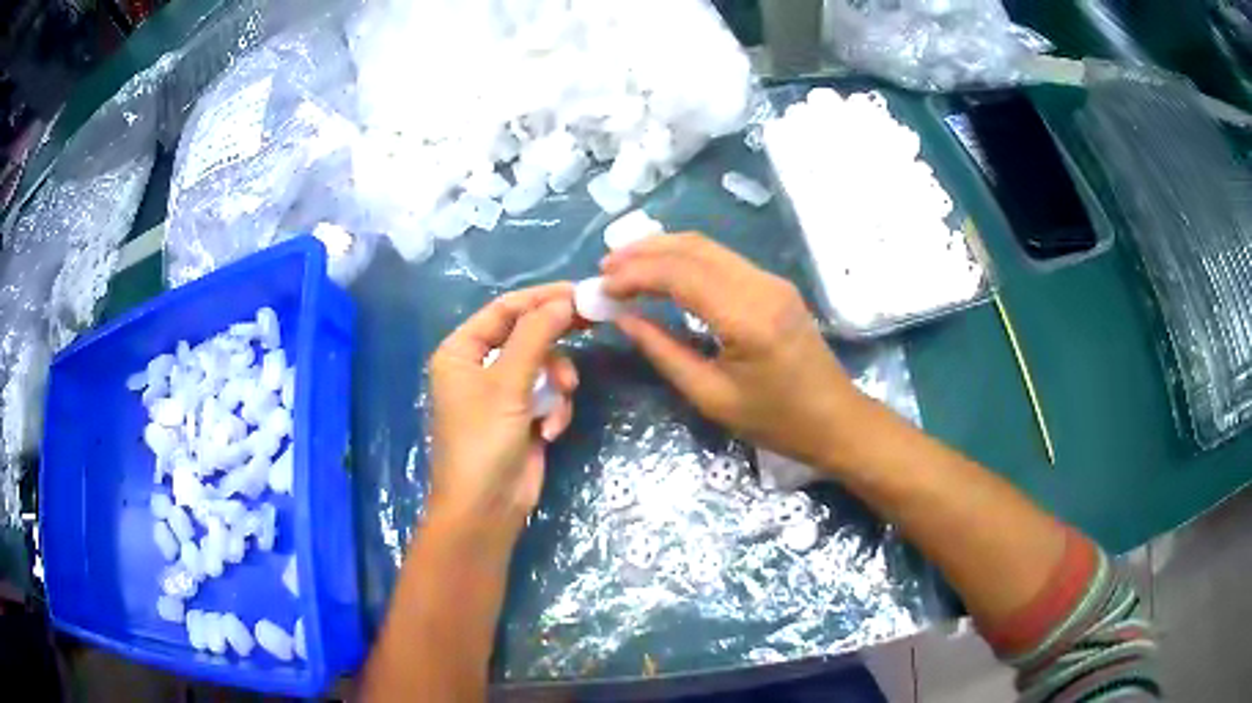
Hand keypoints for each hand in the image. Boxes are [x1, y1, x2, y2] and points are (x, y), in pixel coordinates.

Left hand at [426, 283, 578, 550]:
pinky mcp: (522, 417)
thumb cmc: (483, 440)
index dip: (541, 298)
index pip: (504, 310)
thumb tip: (564, 299)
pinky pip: (547, 396)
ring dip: (557, 382)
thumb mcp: (508, 383)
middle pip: (525, 335)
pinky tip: (549, 432)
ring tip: (561, 400)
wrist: (485, 509)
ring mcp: (501, 393)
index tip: (580, 292)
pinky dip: (554, 411)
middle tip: (594, 321)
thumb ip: (536, 336)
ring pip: (543, 366)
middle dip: (556, 337)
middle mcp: (478, 367)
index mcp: (461, 351)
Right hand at [601, 234, 870, 471]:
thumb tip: (624, 318)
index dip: (636, 275)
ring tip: (624, 265)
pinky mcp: (774, 284)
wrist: (835, 420)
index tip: (602, 286)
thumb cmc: (776, 421)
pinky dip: (685, 260)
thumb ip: (664, 351)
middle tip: (605, 267)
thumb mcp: (711, 396)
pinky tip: (662, 272)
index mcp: (748, 318)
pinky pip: (722, 259)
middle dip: (644, 252)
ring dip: (663, 250)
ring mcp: (772, 280)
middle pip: (693, 248)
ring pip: (707, 247)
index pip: (681, 275)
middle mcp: (762, 286)